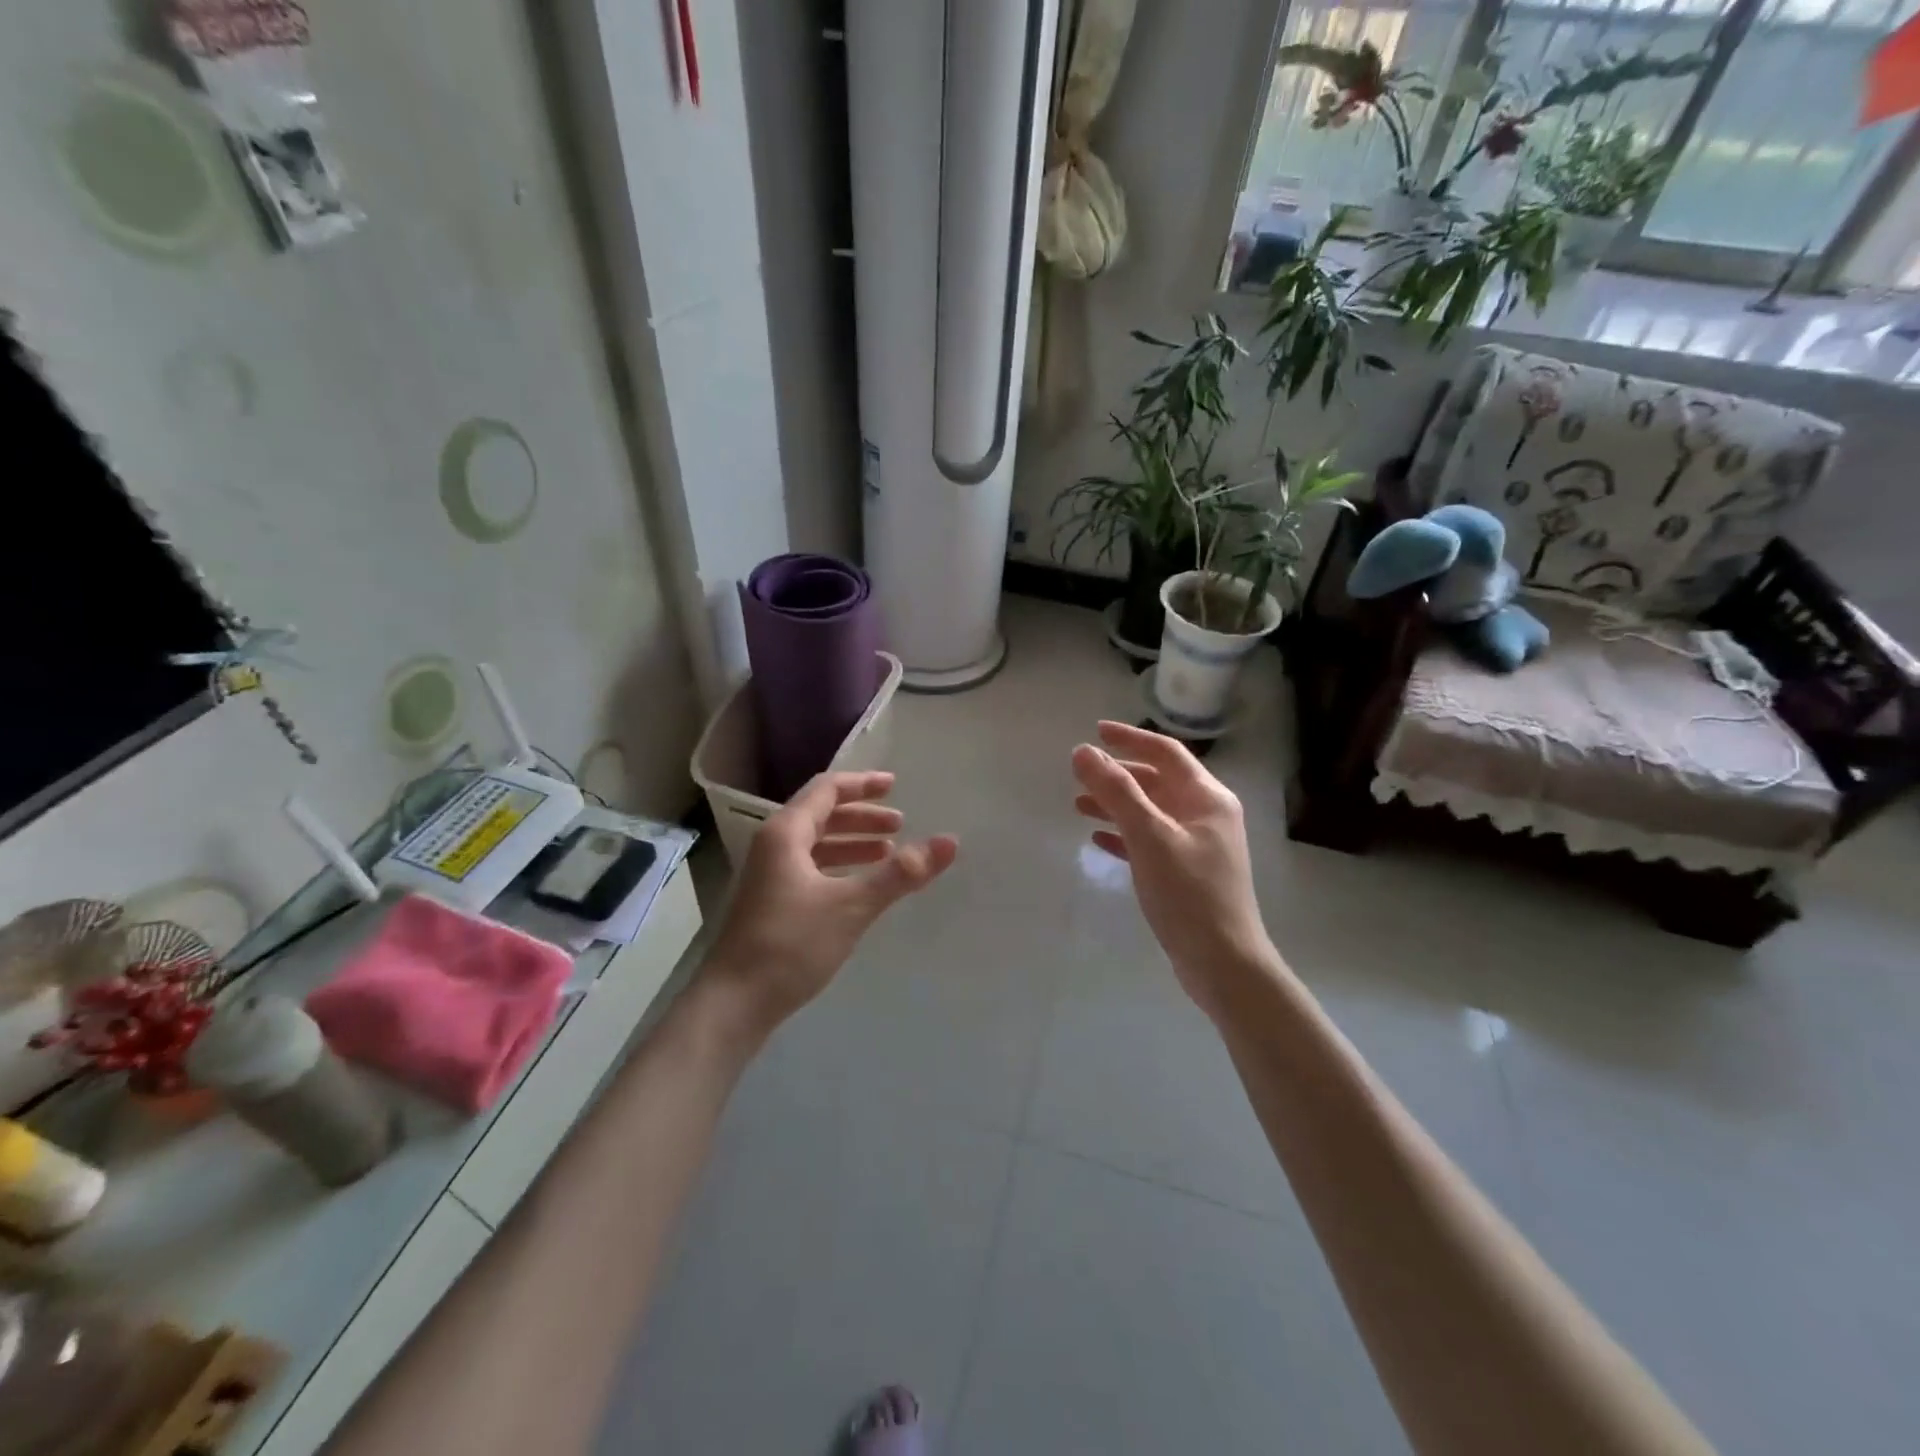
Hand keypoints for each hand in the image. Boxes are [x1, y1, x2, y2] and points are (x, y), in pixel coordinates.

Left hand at [704, 770, 957, 1033]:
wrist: (734, 1003)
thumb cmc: (791, 945)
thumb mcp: (852, 905)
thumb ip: (901, 873)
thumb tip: (950, 841)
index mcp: (786, 833)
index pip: (827, 790)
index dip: (862, 784)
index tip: (895, 785)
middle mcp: (774, 846)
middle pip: (822, 814)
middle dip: (862, 817)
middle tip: (900, 824)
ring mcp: (769, 875)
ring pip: (817, 844)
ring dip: (852, 843)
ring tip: (888, 853)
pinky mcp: (771, 902)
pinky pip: (811, 868)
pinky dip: (839, 867)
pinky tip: (860, 885)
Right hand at [1072, 722, 1280, 1017]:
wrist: (1223, 963)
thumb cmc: (1188, 894)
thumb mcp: (1149, 836)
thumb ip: (1116, 791)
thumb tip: (1083, 751)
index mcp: (1207, 798)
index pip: (1165, 752)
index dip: (1130, 738)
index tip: (1095, 731)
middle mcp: (1206, 815)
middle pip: (1157, 781)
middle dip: (1118, 775)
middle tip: (1079, 774)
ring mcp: (1198, 845)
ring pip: (1151, 811)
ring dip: (1117, 805)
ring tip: (1079, 806)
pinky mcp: (1187, 872)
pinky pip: (1151, 840)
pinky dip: (1125, 834)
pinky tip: (1099, 839)